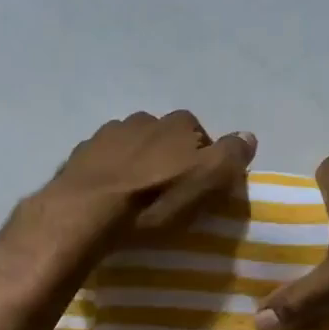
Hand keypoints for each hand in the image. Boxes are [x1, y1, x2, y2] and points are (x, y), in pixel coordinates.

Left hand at [39, 111, 256, 238]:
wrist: (88, 210)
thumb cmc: (155, 199)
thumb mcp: (208, 181)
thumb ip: (232, 155)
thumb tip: (248, 136)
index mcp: (176, 123)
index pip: (198, 133)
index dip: (202, 156)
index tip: (199, 183)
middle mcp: (143, 119)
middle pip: (163, 136)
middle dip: (167, 156)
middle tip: (167, 189)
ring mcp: (107, 134)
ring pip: (131, 145)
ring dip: (136, 162)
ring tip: (136, 193)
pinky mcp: (79, 154)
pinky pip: (102, 160)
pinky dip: (109, 172)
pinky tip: (109, 194)